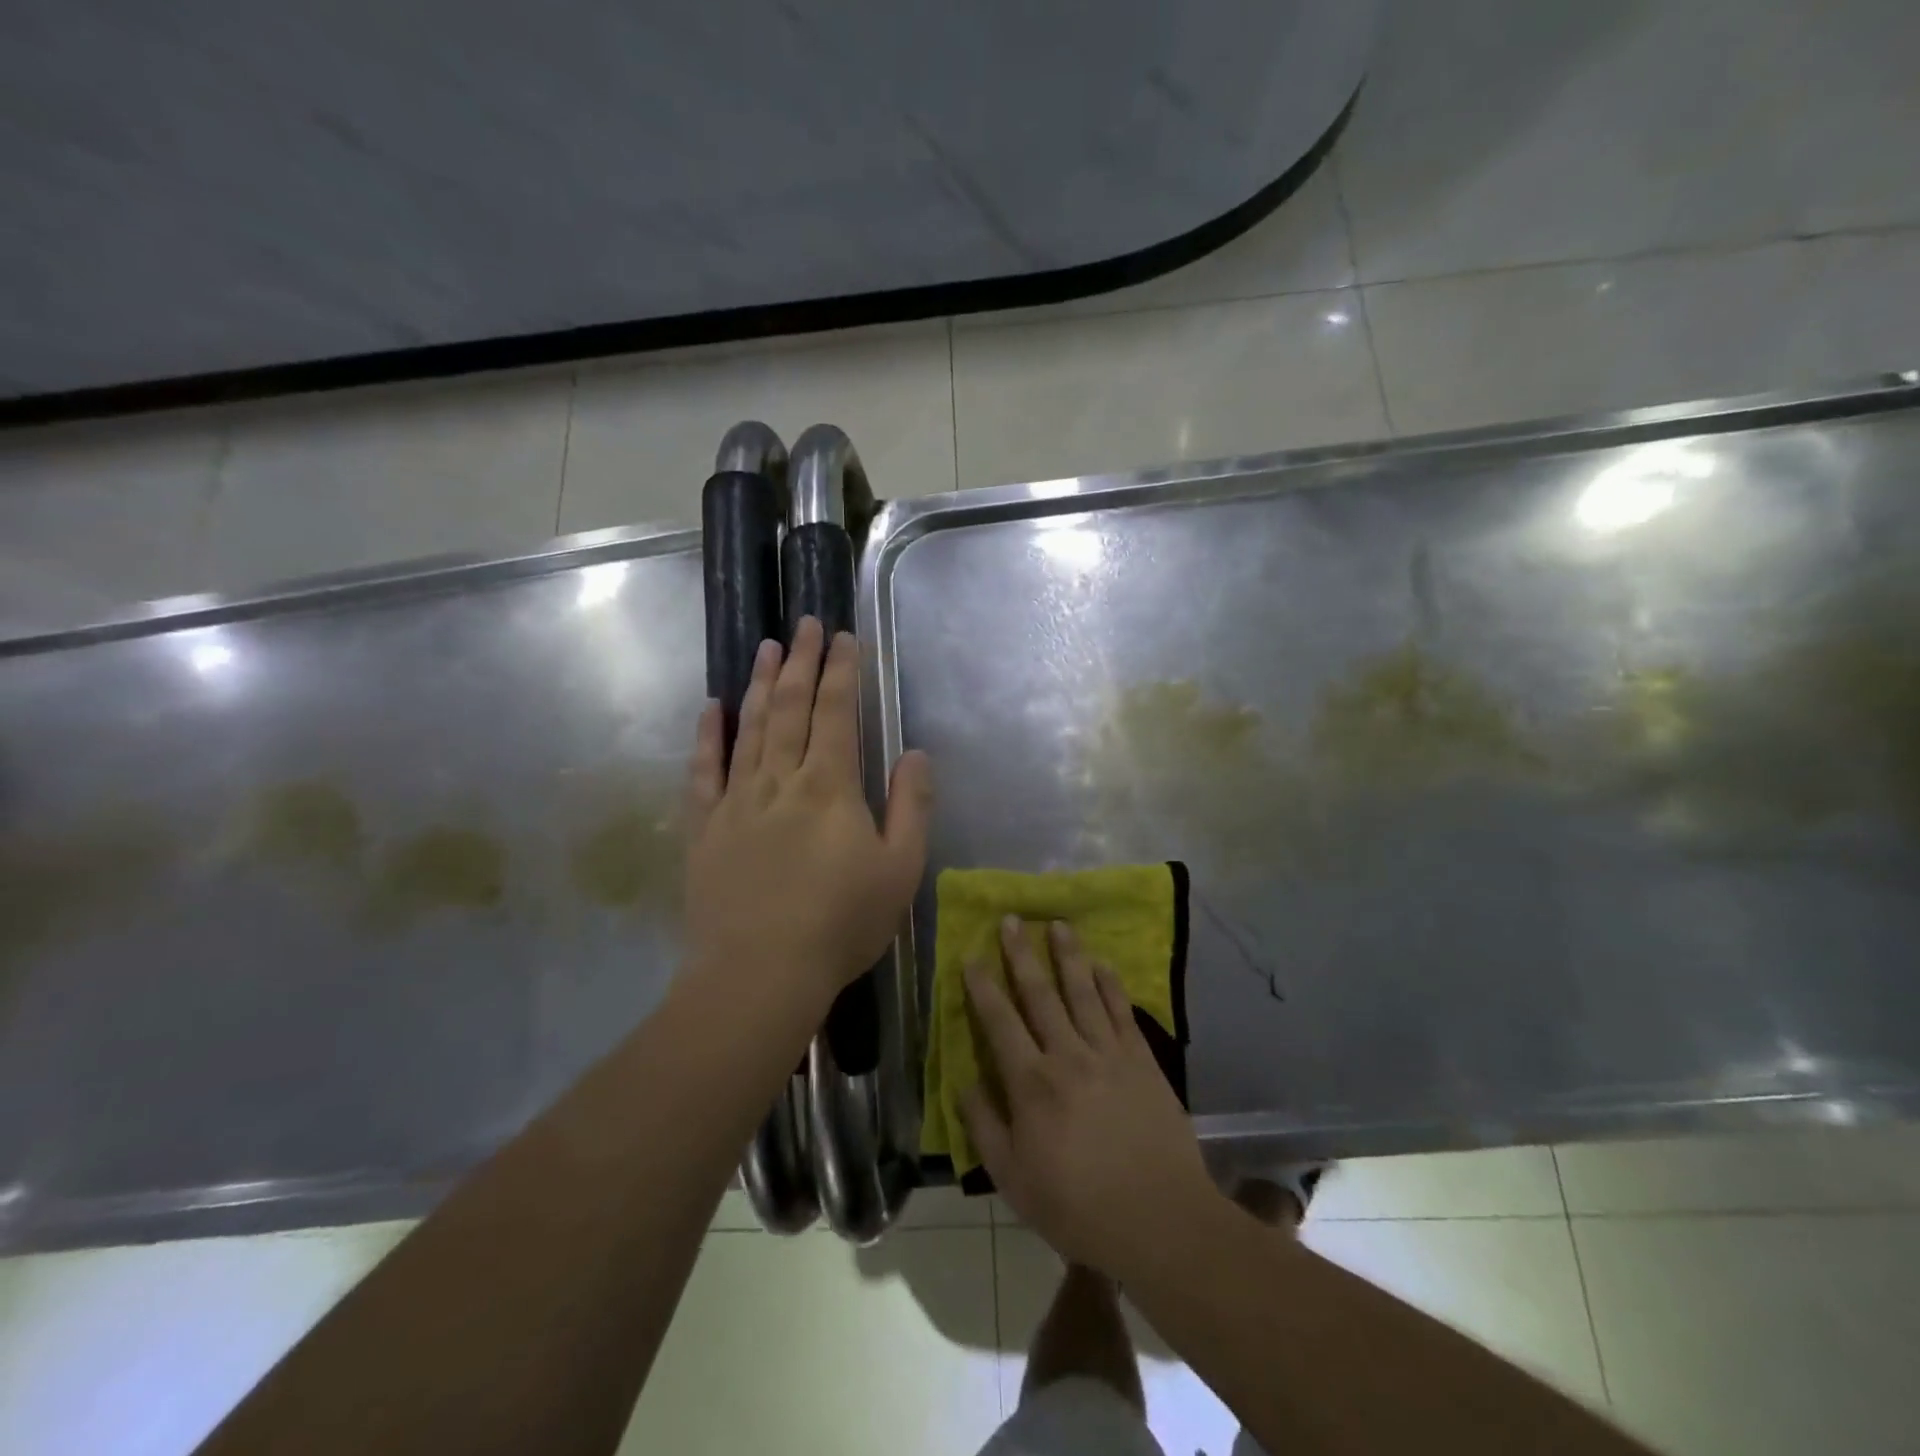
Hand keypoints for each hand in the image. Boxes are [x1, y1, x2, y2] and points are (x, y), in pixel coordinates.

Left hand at [683, 616, 931, 1007]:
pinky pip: (704, 770)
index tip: (843, 637)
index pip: (836, 712)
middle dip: (800, 661)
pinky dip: (708, 736)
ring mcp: (736, 800)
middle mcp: (780, 779)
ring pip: (750, 727)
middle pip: (790, 707)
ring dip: (760, 684)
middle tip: (803, 624)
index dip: (841, 671)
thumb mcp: (901, 870)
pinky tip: (711, 708)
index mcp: (830, 785)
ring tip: (766, 647)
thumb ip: (912, 806)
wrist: (758, 974)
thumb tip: (916, 754)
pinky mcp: (705, 827)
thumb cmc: (841, 924)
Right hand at [960, 918, 1222, 1278]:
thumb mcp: (1013, 1180)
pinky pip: (1122, 1011)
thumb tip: (964, 1083)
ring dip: (1068, 955)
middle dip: (1021, 954)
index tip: (971, 955)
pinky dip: (1110, 983)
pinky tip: (1102, 963)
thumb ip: (984, 1127)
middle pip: (1039, 994)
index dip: (982, 987)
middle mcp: (1067, 1055)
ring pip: (1082, 991)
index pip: (999, 1022)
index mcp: (1031, 1083)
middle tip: (1011, 919)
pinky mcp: (1141, 1060)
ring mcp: (1108, 1053)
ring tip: (1058, 924)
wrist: (1159, 1219)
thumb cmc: (1077, 1205)